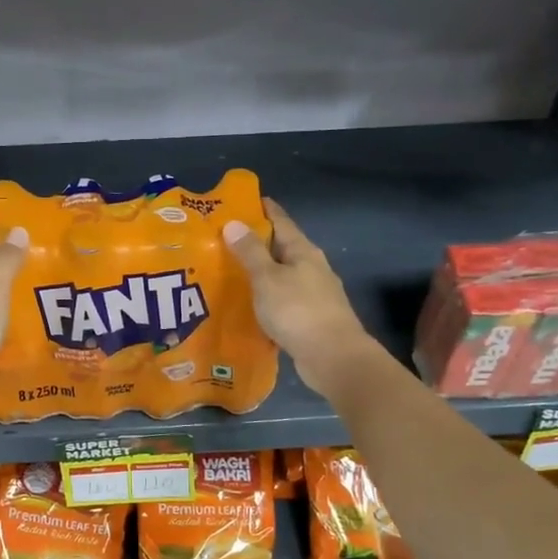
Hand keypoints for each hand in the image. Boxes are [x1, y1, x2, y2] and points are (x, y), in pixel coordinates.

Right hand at [222, 200, 376, 398]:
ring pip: (282, 275)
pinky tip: (250, 304)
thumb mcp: (267, 278)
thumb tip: (234, 222)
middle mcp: (312, 267)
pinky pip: (283, 299)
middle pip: (281, 247)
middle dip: (256, 242)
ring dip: (261, 272)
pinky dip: (267, 297)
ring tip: (231, 272)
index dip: (263, 209)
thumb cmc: (298, 311)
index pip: (281, 220)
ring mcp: (314, 293)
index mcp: (303, 251)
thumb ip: (250, 252)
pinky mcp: (310, 318)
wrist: (333, 357)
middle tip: (224, 240)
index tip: (241, 201)